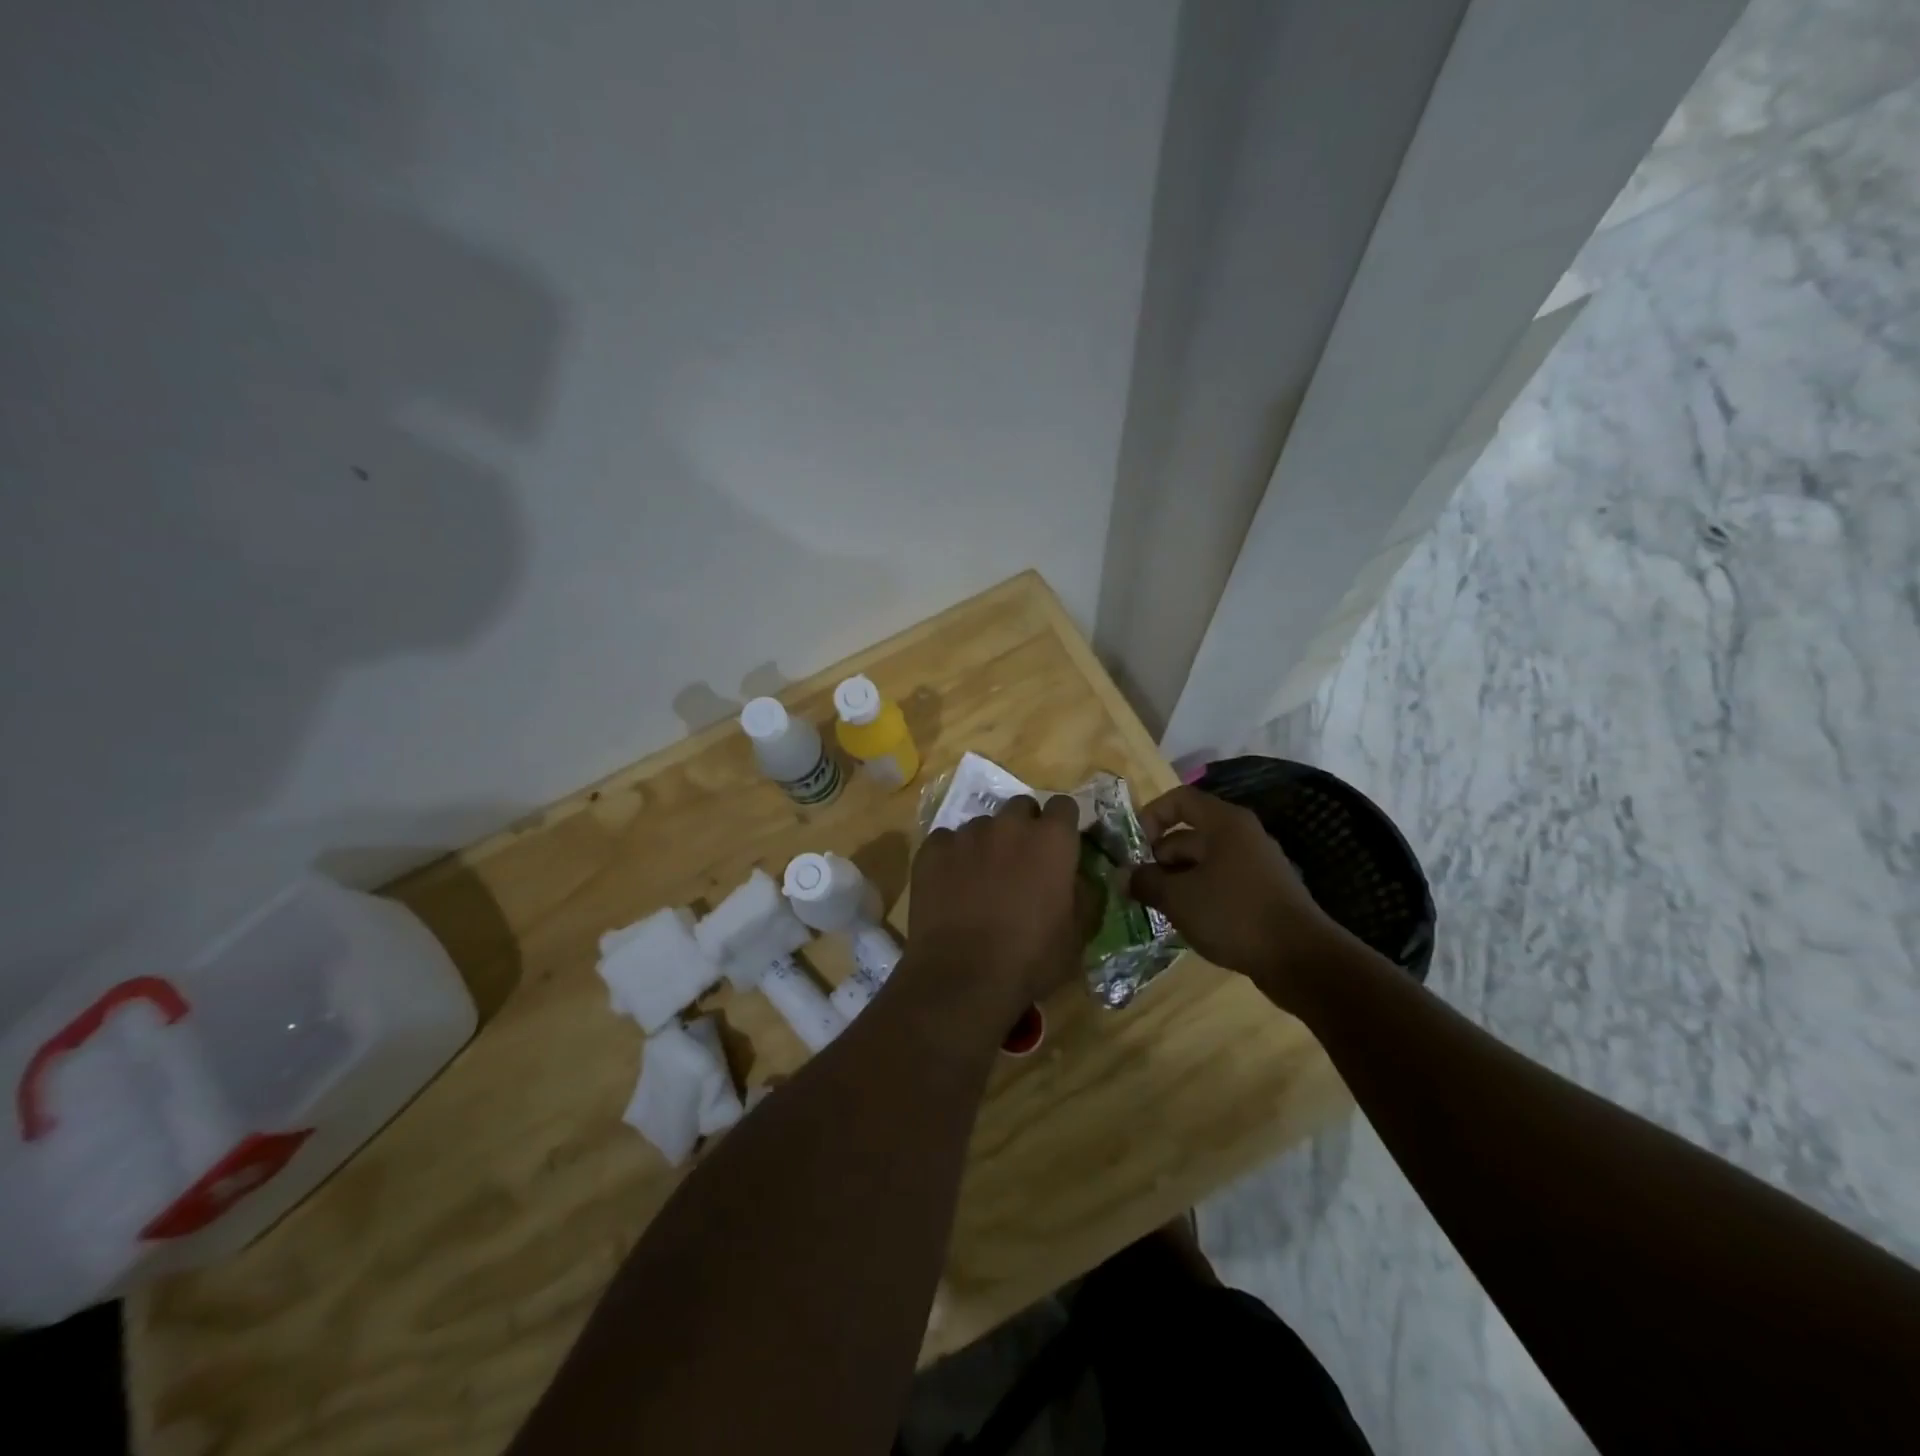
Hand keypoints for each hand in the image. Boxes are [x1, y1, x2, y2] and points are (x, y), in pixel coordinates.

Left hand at [906, 794, 1089, 1032]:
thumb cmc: (1031, 959)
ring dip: (988, 844)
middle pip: (1021, 808)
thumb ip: (1085, 893)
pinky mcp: (932, 849)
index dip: (1063, 826)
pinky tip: (951, 887)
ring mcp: (967, 834)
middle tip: (1022, 863)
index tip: (1060, 848)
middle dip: (1025, 828)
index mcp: (1052, 840)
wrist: (962, 977)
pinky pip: (947, 841)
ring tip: (982, 880)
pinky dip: (952, 857)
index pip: (1064, 806)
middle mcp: (1010, 825)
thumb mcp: (1078, 934)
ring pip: (982, 825)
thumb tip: (1080, 877)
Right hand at [1123, 786, 1356, 1003]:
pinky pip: (1221, 883)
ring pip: (1204, 863)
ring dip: (1177, 881)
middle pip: (1189, 834)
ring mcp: (1256, 865)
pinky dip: (1200, 896)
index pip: (1179, 800)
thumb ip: (1146, 882)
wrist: (1301, 959)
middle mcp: (1242, 836)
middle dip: (1160, 859)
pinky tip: (1188, 922)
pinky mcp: (1264, 893)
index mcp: (1224, 823)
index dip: (1151, 816)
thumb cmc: (1234, 914)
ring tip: (1159, 909)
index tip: (1134, 848)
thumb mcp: (1178, 898)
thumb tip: (1124, 876)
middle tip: (1140, 888)